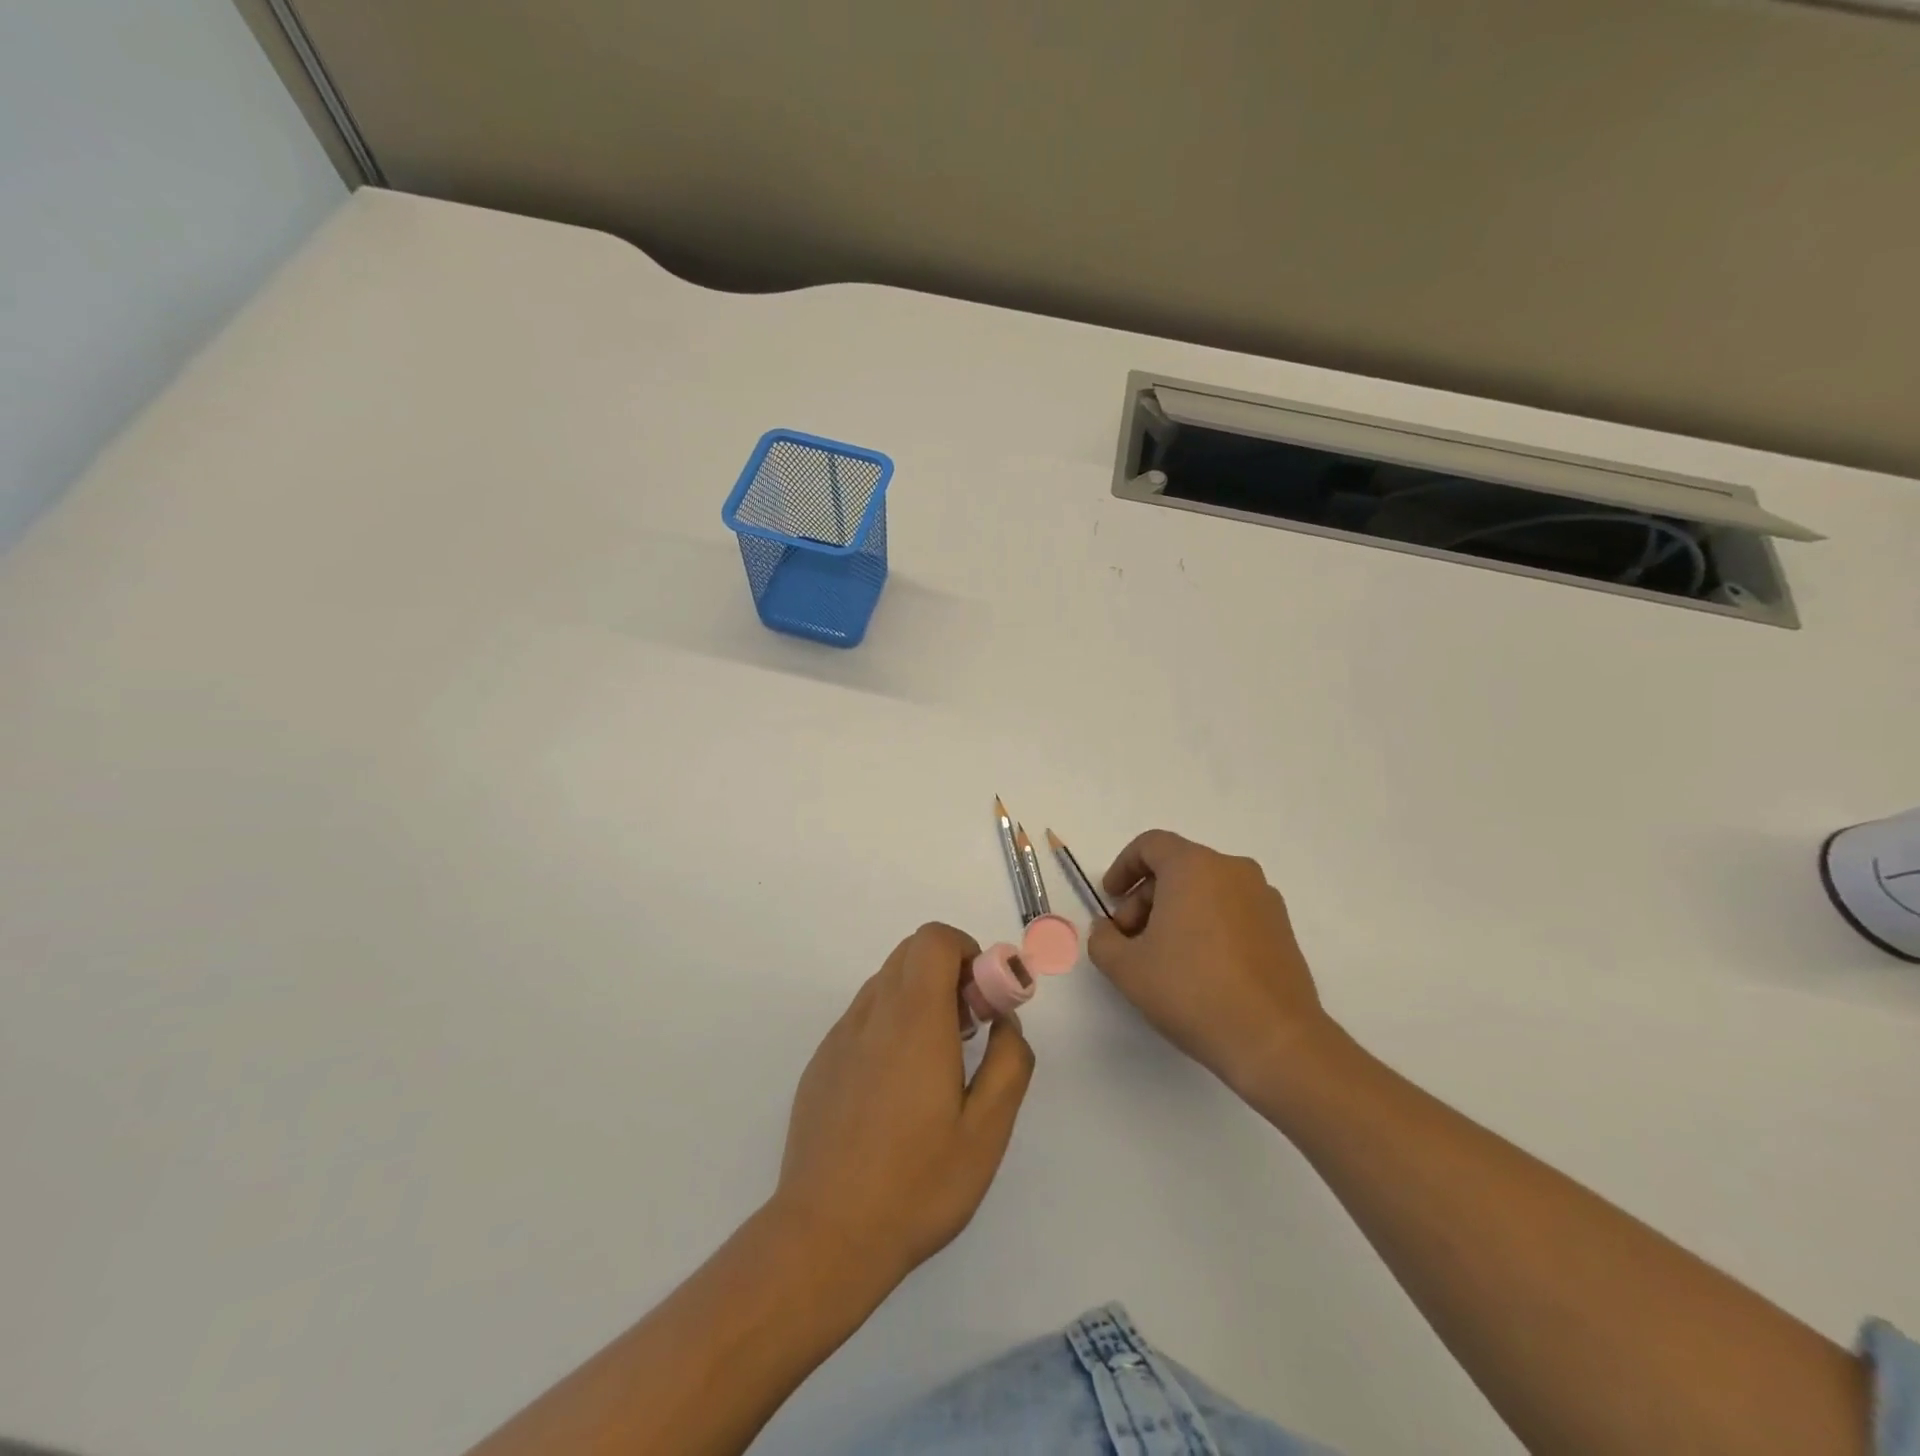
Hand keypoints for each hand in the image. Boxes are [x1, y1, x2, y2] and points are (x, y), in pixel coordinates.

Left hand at [772, 923, 1034, 1291]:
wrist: (825, 1236)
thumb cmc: (916, 1184)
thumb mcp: (987, 1131)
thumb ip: (1010, 1063)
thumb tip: (1005, 1023)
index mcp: (913, 1020)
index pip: (933, 940)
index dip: (967, 952)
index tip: (984, 1001)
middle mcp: (872, 1015)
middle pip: (910, 954)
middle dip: (948, 973)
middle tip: (969, 1031)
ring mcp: (839, 1038)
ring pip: (885, 984)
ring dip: (919, 998)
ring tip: (937, 1064)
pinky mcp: (821, 1064)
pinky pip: (863, 1018)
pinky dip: (890, 1025)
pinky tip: (898, 1090)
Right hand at [1088, 830, 1332, 1101]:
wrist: (1274, 1040)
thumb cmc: (1192, 991)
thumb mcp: (1126, 968)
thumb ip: (1103, 940)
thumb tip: (1107, 930)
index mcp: (1194, 866)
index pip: (1150, 845)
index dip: (1123, 868)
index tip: (1111, 900)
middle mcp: (1232, 870)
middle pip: (1177, 868)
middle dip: (1146, 898)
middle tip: (1131, 940)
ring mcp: (1263, 898)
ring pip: (1206, 890)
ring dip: (1176, 913)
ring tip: (1163, 959)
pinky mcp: (1282, 928)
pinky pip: (1232, 910)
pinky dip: (1207, 925)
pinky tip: (1199, 968)